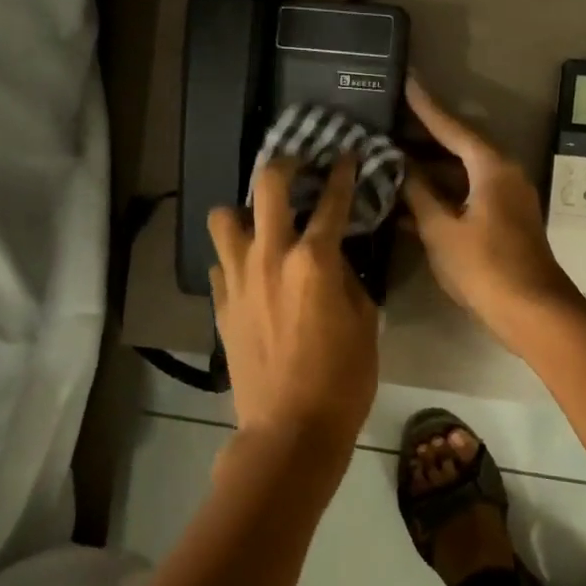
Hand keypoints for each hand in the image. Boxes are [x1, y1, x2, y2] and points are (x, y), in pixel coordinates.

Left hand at [208, 155, 378, 483]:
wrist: (289, 430)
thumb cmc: (342, 379)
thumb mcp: (365, 323)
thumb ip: (348, 279)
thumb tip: (335, 260)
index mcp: (314, 260)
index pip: (332, 201)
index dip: (343, 173)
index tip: (347, 155)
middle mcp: (270, 257)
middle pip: (267, 186)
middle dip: (285, 166)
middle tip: (298, 167)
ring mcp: (238, 279)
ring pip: (224, 218)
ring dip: (246, 211)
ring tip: (263, 223)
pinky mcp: (221, 305)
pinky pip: (220, 264)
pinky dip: (235, 258)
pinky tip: (252, 271)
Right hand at [402, 78, 585, 348]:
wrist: (532, 312)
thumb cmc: (485, 267)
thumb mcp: (442, 230)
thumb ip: (418, 195)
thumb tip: (400, 167)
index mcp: (491, 167)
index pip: (452, 127)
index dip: (426, 106)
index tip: (407, 81)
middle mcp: (502, 175)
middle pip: (457, 148)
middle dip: (422, 139)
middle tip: (386, 125)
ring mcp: (504, 199)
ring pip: (459, 175)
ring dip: (428, 171)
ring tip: (388, 160)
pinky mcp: (501, 222)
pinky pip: (465, 196)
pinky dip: (439, 196)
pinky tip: (408, 202)